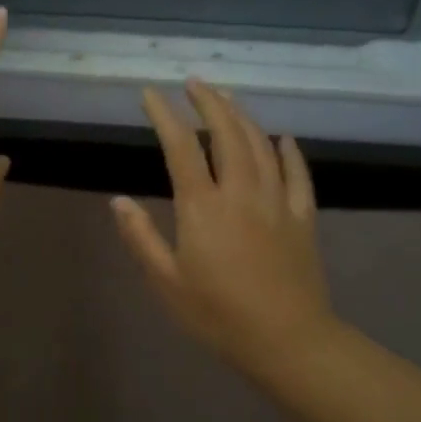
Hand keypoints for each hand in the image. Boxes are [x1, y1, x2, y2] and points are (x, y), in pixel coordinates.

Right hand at [111, 82, 339, 382]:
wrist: (288, 340)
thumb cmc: (218, 314)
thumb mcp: (166, 281)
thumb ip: (141, 237)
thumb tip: (117, 201)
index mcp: (203, 208)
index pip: (181, 148)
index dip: (165, 116)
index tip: (151, 93)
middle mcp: (242, 193)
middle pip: (227, 133)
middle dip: (209, 102)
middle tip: (194, 81)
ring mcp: (278, 202)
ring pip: (262, 145)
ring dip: (243, 116)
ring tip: (227, 98)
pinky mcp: (303, 217)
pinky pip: (298, 174)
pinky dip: (289, 151)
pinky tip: (283, 138)